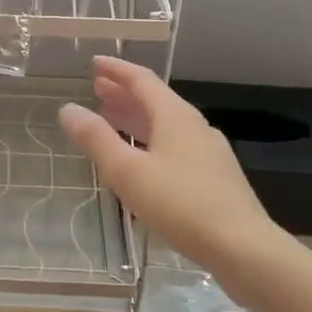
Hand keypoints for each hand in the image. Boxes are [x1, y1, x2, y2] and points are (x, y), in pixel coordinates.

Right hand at [59, 57, 274, 278]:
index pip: (141, 79)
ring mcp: (208, 151)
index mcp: (174, 116)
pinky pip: (176, 144)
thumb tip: (68, 109)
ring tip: (112, 120)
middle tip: (97, 90)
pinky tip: (144, 160)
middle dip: (124, 93)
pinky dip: (152, 139)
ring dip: (137, 117)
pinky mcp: (215, 176)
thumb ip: (96, 139)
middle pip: (155, 100)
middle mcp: (194, 126)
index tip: (94, 63)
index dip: (116, 70)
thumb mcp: (128, 172)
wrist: (243, 247)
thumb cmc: (181, 204)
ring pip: (166, 123)